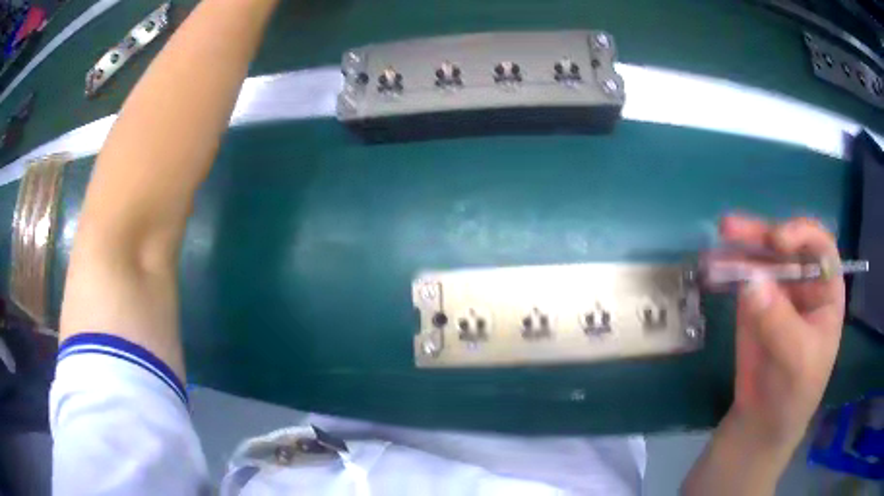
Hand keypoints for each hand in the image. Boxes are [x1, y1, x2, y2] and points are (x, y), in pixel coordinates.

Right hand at [719, 214, 844, 449]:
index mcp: (825, 290)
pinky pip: (741, 277)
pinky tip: (711, 266)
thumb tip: (750, 282)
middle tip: (732, 229)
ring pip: (761, 257)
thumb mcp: (796, 360)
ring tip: (719, 237)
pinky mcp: (753, 302)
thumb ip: (779, 322)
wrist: (764, 420)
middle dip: (762, 234)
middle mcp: (803, 281)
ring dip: (740, 246)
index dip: (801, 235)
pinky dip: (726, 269)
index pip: (820, 247)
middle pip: (786, 245)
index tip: (777, 242)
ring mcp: (777, 290)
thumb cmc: (795, 392)